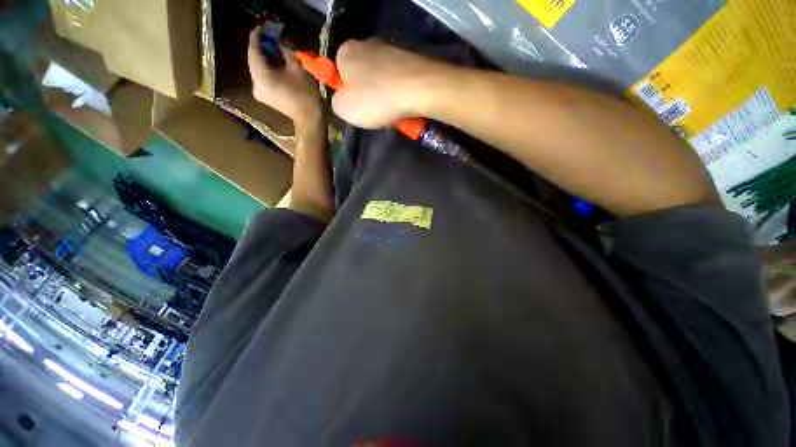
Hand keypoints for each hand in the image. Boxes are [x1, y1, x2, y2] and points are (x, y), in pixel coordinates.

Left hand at [248, 26, 321, 125]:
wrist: (309, 119)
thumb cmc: (305, 94)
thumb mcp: (297, 68)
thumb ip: (284, 51)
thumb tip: (278, 41)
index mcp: (261, 75)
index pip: (253, 49)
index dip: (257, 35)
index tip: (263, 25)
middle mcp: (255, 83)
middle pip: (253, 59)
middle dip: (261, 46)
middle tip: (269, 35)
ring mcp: (258, 91)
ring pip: (257, 68)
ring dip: (264, 57)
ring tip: (273, 48)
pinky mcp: (264, 96)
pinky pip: (261, 77)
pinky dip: (266, 68)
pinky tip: (274, 63)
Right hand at [331, 39, 447, 127]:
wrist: (417, 89)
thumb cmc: (375, 99)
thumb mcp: (343, 108)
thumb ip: (336, 103)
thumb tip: (343, 100)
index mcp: (346, 52)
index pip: (338, 73)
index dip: (345, 94)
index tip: (355, 109)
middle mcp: (367, 44)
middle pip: (361, 78)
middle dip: (367, 98)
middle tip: (374, 115)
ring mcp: (391, 50)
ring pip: (381, 82)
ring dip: (384, 100)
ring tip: (391, 115)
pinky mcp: (410, 60)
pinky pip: (398, 83)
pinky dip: (398, 96)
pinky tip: (403, 107)